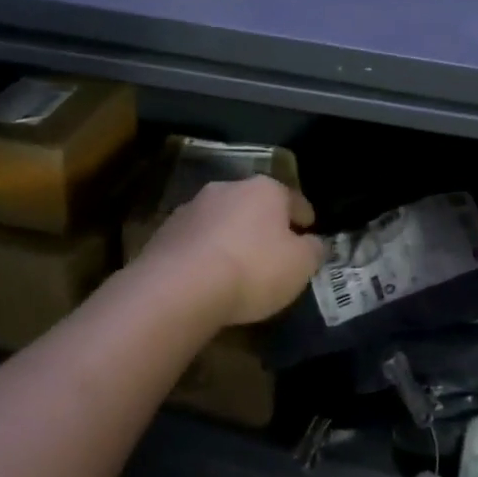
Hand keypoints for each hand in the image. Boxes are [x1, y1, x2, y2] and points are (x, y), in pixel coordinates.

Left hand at [139, 176, 324, 326]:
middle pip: (254, 204)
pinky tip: (209, 275)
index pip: (293, 198)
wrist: (179, 288)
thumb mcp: (301, 265)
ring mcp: (191, 208)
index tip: (309, 227)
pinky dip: (205, 252)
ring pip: (222, 220)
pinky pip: (196, 241)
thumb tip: (313, 243)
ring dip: (232, 235)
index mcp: (265, 189)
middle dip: (264, 223)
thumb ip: (313, 250)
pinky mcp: (164, 233)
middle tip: (274, 248)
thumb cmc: (253, 269)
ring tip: (238, 264)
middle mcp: (227, 188)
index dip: (303, 215)